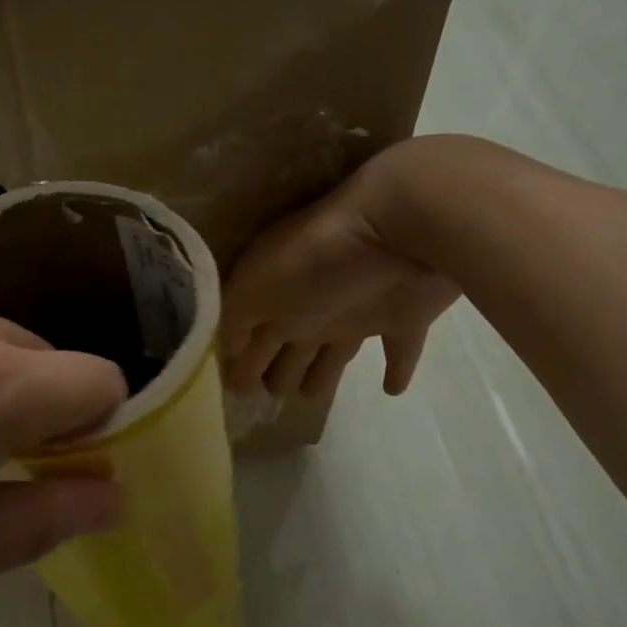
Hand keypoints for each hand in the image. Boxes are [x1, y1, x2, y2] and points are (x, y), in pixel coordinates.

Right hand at [221, 149, 460, 398]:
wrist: (396, 229)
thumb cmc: (314, 259)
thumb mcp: (254, 287)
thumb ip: (234, 321)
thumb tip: (224, 355)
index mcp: (274, 299)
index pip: (249, 336)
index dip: (239, 364)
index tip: (233, 393)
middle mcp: (310, 307)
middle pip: (289, 349)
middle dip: (276, 372)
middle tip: (268, 397)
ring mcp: (357, 312)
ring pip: (333, 355)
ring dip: (322, 377)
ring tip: (309, 397)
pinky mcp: (403, 318)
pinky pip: (399, 351)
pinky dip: (397, 371)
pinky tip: (393, 390)